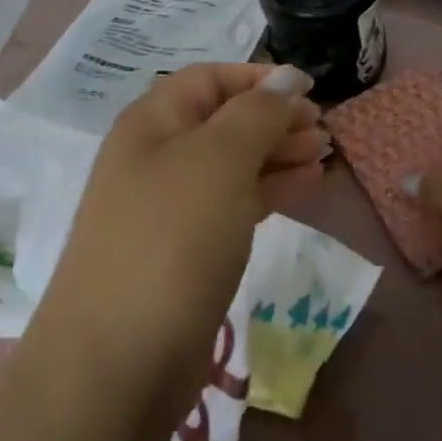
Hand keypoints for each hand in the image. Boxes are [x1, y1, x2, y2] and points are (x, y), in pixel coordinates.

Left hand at [33, 64, 325, 410]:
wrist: (117, 362)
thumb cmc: (171, 239)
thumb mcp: (219, 160)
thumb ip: (257, 113)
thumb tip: (287, 78)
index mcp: (152, 122)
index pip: (210, 79)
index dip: (259, 78)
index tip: (309, 89)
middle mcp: (156, 157)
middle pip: (223, 119)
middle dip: (274, 117)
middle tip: (323, 129)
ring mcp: (169, 207)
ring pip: (232, 163)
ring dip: (278, 153)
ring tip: (324, 155)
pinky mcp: (185, 251)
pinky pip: (233, 204)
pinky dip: (270, 190)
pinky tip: (306, 187)